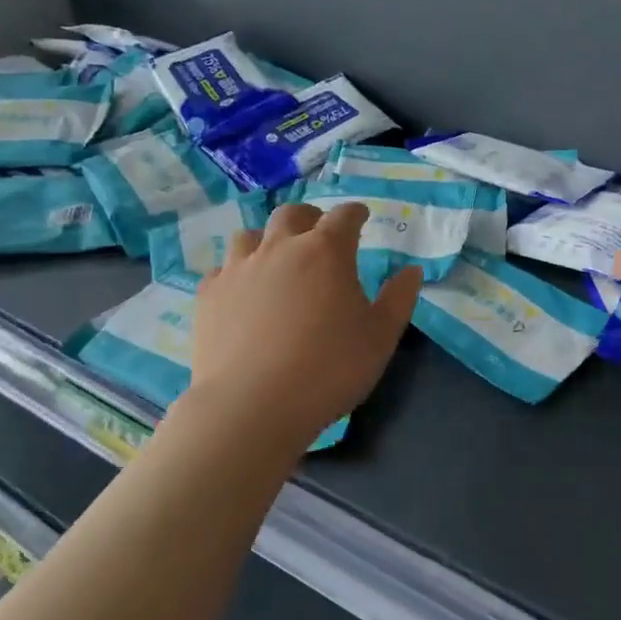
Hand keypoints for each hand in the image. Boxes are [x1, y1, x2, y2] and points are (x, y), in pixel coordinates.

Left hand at [176, 202, 421, 450]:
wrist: (252, 406)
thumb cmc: (329, 368)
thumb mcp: (380, 337)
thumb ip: (399, 299)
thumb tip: (411, 271)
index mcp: (327, 251)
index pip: (344, 216)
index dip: (355, 213)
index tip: (361, 218)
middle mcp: (281, 248)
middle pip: (292, 214)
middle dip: (309, 217)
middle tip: (318, 233)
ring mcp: (239, 269)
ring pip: (250, 235)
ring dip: (268, 240)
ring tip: (277, 260)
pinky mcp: (209, 295)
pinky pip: (223, 269)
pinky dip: (237, 272)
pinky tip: (244, 292)